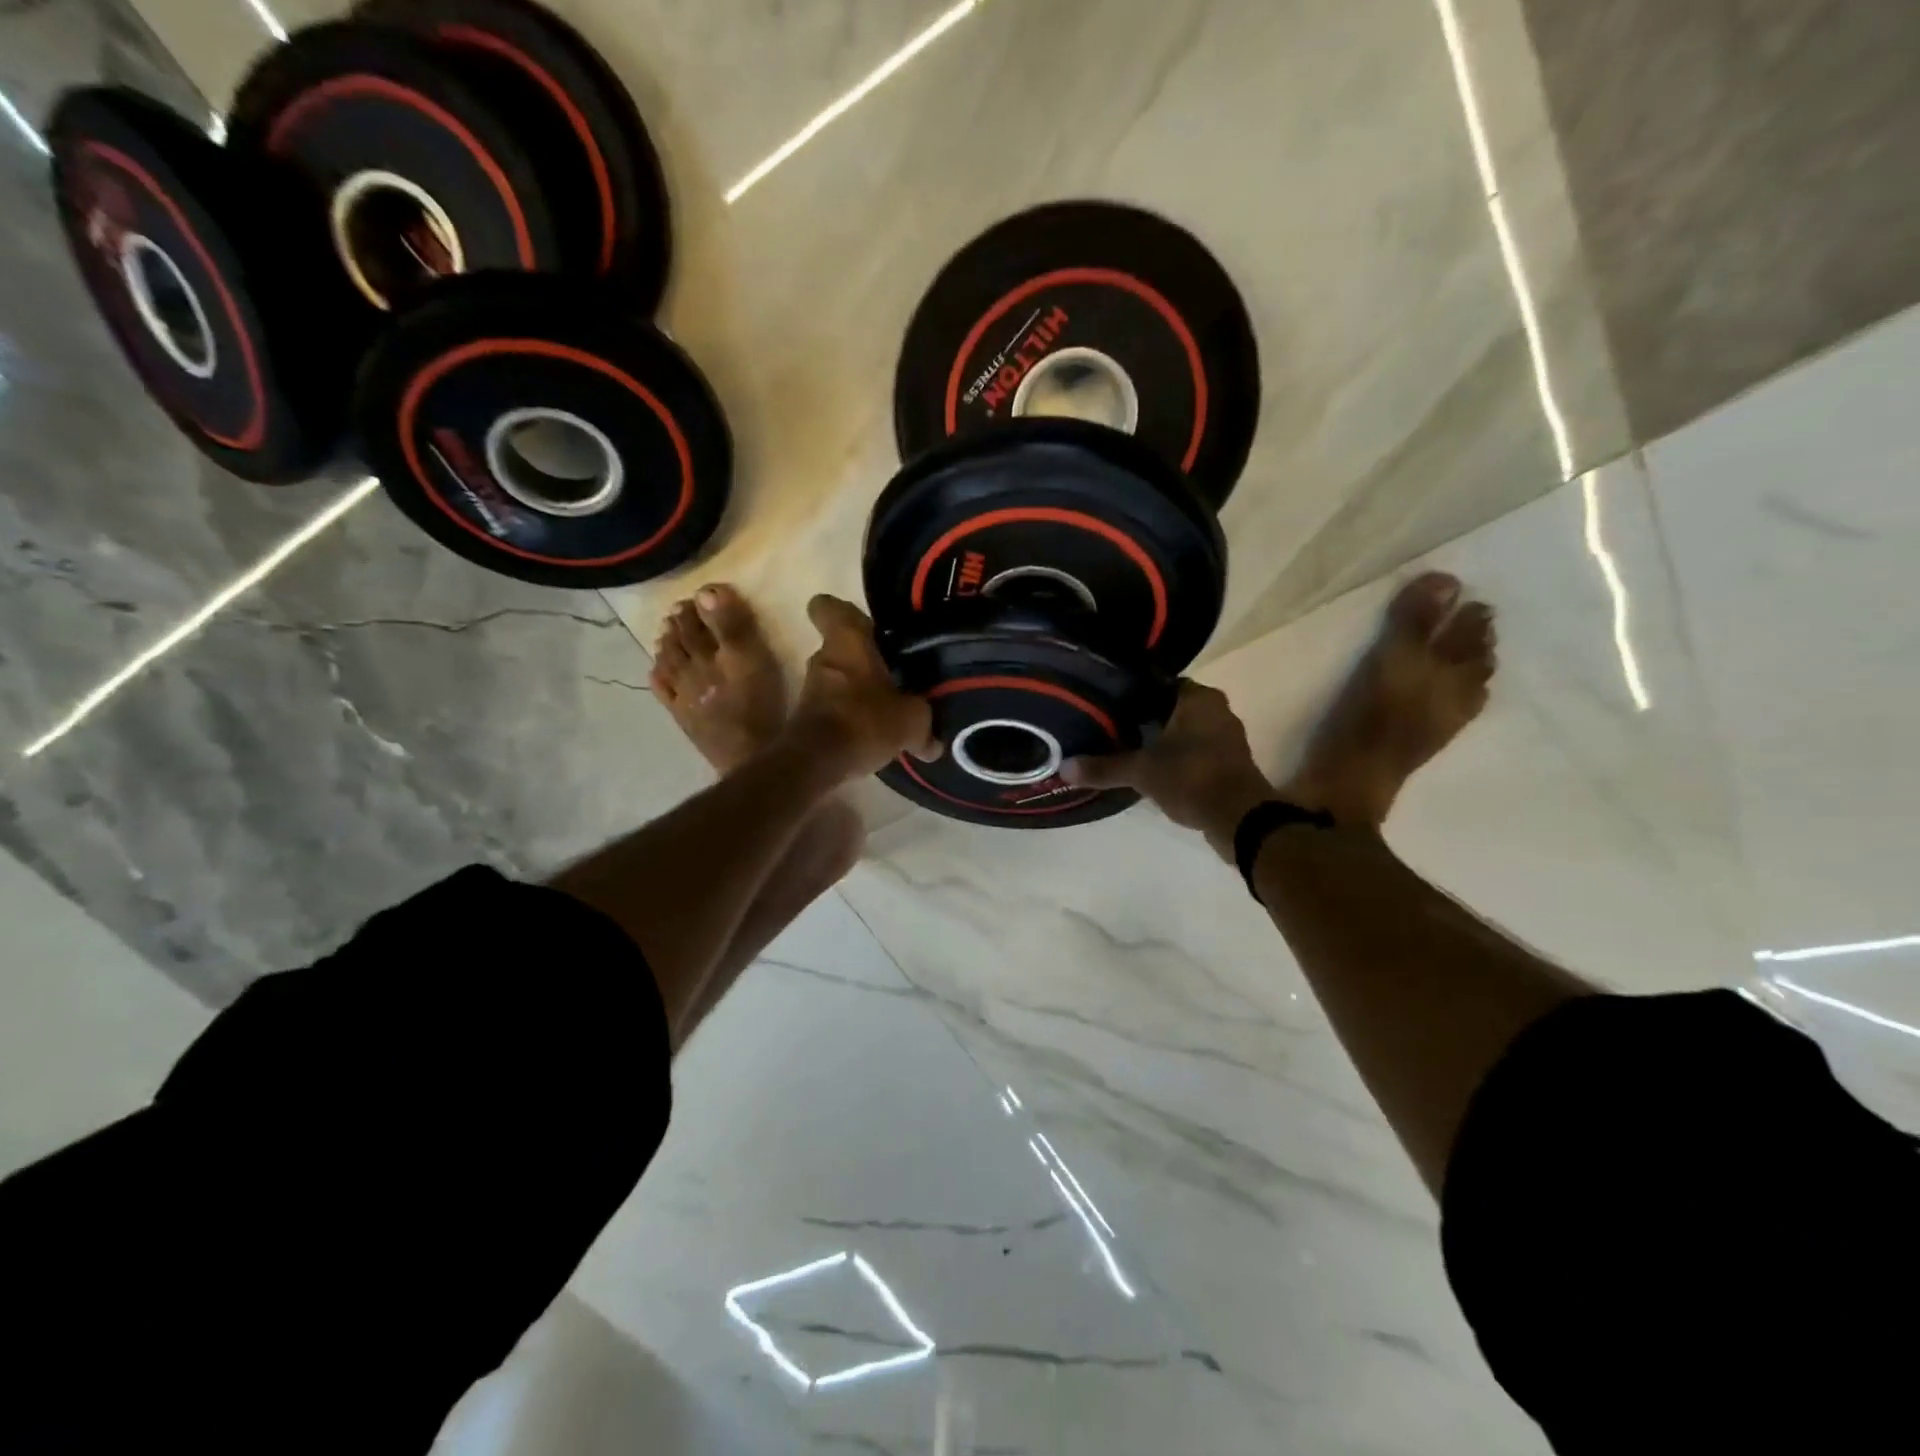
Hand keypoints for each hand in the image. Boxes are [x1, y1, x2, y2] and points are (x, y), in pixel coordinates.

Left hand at [783, 595, 937, 781]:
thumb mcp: (911, 721)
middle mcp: (823, 657)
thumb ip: (925, 724)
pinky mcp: (806, 717)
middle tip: (893, 674)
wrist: (815, 763)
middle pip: (841, 648)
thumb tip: (933, 744)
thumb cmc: (864, 721)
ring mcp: (811, 688)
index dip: (844, 612)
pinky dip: (850, 716)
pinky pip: (833, 707)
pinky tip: (873, 735)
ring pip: (837, 678)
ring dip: (857, 690)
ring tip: (887, 710)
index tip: (868, 626)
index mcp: (847, 642)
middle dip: (864, 660)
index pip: (828, 607)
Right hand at [1063, 681, 1272, 855]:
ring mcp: (1227, 738)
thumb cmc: (1192, 779)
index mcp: (1199, 699)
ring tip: (1128, 749)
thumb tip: (1063, 768)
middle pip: (1172, 708)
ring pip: (1185, 731)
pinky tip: (1154, 771)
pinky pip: (1196, 753)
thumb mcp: (1142, 772)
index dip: (1134, 694)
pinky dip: (1178, 759)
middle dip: (1146, 719)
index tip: (1109, 705)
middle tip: (1112, 728)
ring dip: (1163, 740)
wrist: (1240, 820)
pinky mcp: (1230, 764)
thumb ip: (1104, 768)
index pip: (1160, 684)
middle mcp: (1218, 711)